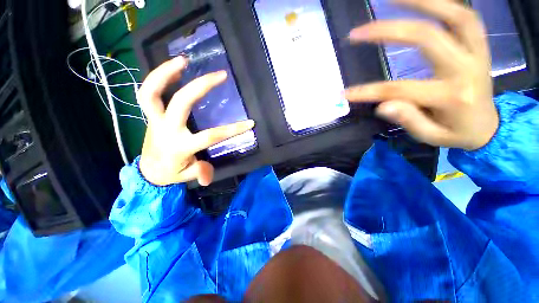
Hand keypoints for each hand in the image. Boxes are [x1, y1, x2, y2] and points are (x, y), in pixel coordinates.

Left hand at [136, 56, 254, 185]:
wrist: (148, 171)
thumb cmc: (170, 173)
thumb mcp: (187, 176)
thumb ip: (200, 173)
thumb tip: (208, 177)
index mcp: (180, 147)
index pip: (210, 136)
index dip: (231, 130)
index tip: (249, 123)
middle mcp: (166, 130)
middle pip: (181, 103)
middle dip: (201, 87)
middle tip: (220, 75)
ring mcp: (155, 120)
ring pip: (152, 92)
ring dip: (166, 73)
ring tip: (184, 60)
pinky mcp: (150, 115)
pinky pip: (149, 93)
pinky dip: (159, 78)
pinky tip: (174, 69)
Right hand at [346, 0, 497, 149]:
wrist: (490, 126)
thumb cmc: (457, 133)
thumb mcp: (431, 137)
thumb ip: (409, 120)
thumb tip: (382, 105)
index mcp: (451, 97)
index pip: (401, 89)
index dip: (368, 91)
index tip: (344, 93)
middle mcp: (465, 68)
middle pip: (427, 38)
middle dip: (389, 30)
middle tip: (359, 30)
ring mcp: (475, 52)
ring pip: (453, 15)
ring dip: (421, 1)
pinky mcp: (479, 45)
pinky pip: (463, 16)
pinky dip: (441, 3)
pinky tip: (420, 1)